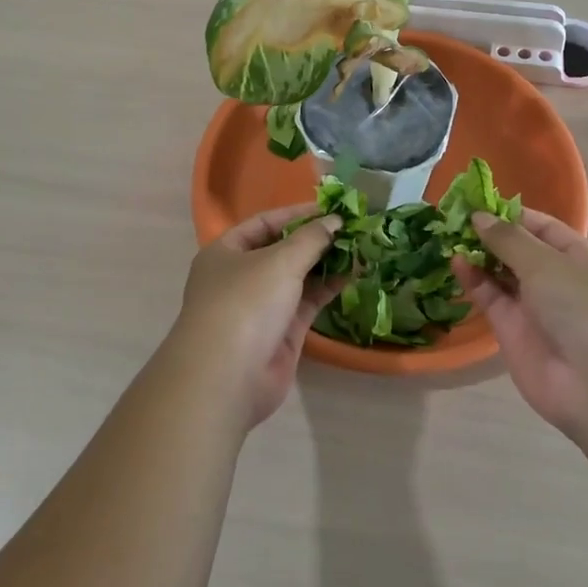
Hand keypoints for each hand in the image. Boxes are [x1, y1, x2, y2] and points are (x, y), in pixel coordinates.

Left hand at [166, 204, 342, 427]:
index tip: (333, 209)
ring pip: (298, 277)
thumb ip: (311, 238)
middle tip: (353, 228)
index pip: (265, 223)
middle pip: (282, 249)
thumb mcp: (279, 261)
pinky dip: (328, 287)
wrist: (228, 377)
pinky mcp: (281, 331)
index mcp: (226, 252)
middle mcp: (241, 276)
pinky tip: (354, 274)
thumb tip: (335, 221)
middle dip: (316, 239)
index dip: (298, 214)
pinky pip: (307, 301)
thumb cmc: (245, 303)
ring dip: (326, 263)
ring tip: (361, 248)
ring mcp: (261, 306)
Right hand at [453, 209, 587, 444]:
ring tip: (446, 235)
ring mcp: (533, 306)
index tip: (476, 202)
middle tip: (451, 216)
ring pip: (499, 273)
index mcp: (577, 257)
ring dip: (477, 255)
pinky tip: (455, 262)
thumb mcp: (546, 263)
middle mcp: (555, 278)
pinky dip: (473, 280)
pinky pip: (489, 298)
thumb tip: (479, 217)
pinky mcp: (511, 330)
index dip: (510, 213)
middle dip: (488, 233)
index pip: (541, 226)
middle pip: (517, 249)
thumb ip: (508, 239)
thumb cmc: (582, 308)